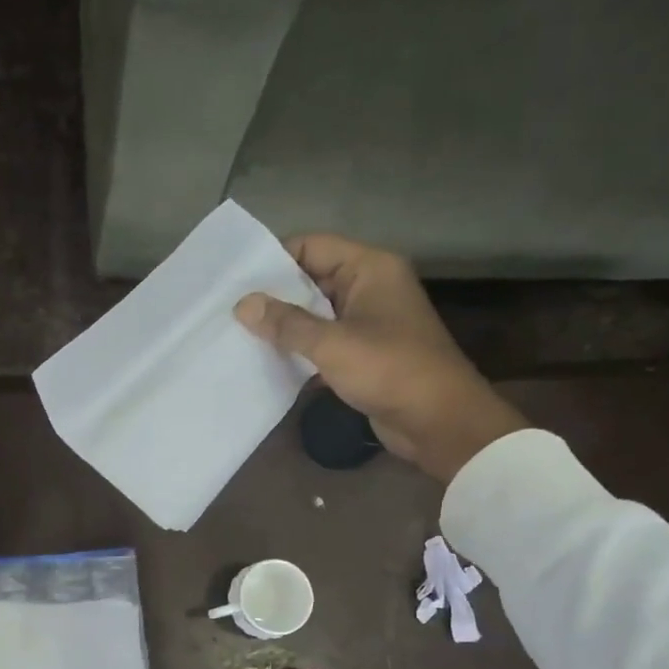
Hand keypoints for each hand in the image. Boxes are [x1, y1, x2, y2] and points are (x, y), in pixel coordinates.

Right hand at [234, 233, 527, 483]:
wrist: (438, 422)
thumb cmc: (389, 370)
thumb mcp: (332, 344)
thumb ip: (286, 323)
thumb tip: (242, 305)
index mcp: (370, 268)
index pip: (312, 246)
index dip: (274, 260)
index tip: (236, 281)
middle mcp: (370, 287)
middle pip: (312, 279)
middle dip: (274, 296)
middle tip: (229, 310)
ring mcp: (368, 321)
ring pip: (316, 313)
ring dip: (285, 326)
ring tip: (240, 335)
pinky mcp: (365, 353)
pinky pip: (324, 341)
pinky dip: (300, 349)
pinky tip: (268, 361)